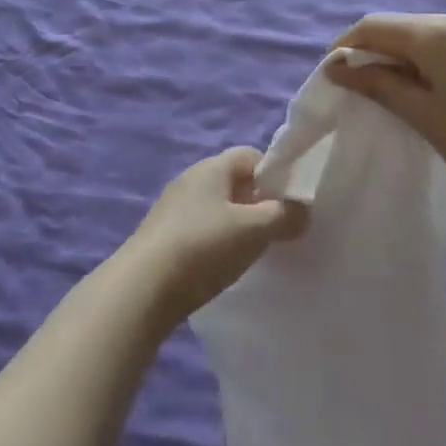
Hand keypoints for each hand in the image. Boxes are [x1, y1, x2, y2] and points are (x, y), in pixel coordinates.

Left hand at [123, 148, 307, 329]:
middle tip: (276, 233)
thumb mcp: (253, 231)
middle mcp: (191, 178)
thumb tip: (303, 209)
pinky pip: (200, 229)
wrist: (142, 289)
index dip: (274, 176)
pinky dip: (216, 242)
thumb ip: (284, 216)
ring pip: (217, 207)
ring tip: (251, 254)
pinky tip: (221, 267)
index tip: (290, 205)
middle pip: (234, 182)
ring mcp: (174, 207)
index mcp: (212, 167)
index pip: (251, 156)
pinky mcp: (163, 235)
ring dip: (236, 225)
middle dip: (258, 204)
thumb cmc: (203, 248)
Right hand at [326, 13, 445, 216]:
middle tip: (368, 86)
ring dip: (411, 54)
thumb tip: (337, 67)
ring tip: (405, 90)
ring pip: (435, 33)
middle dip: (380, 50)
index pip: (377, 25)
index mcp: (440, 32)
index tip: (335, 73)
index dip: (348, 45)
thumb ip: (378, 84)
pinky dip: (441, 58)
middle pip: (406, 26)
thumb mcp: (424, 116)